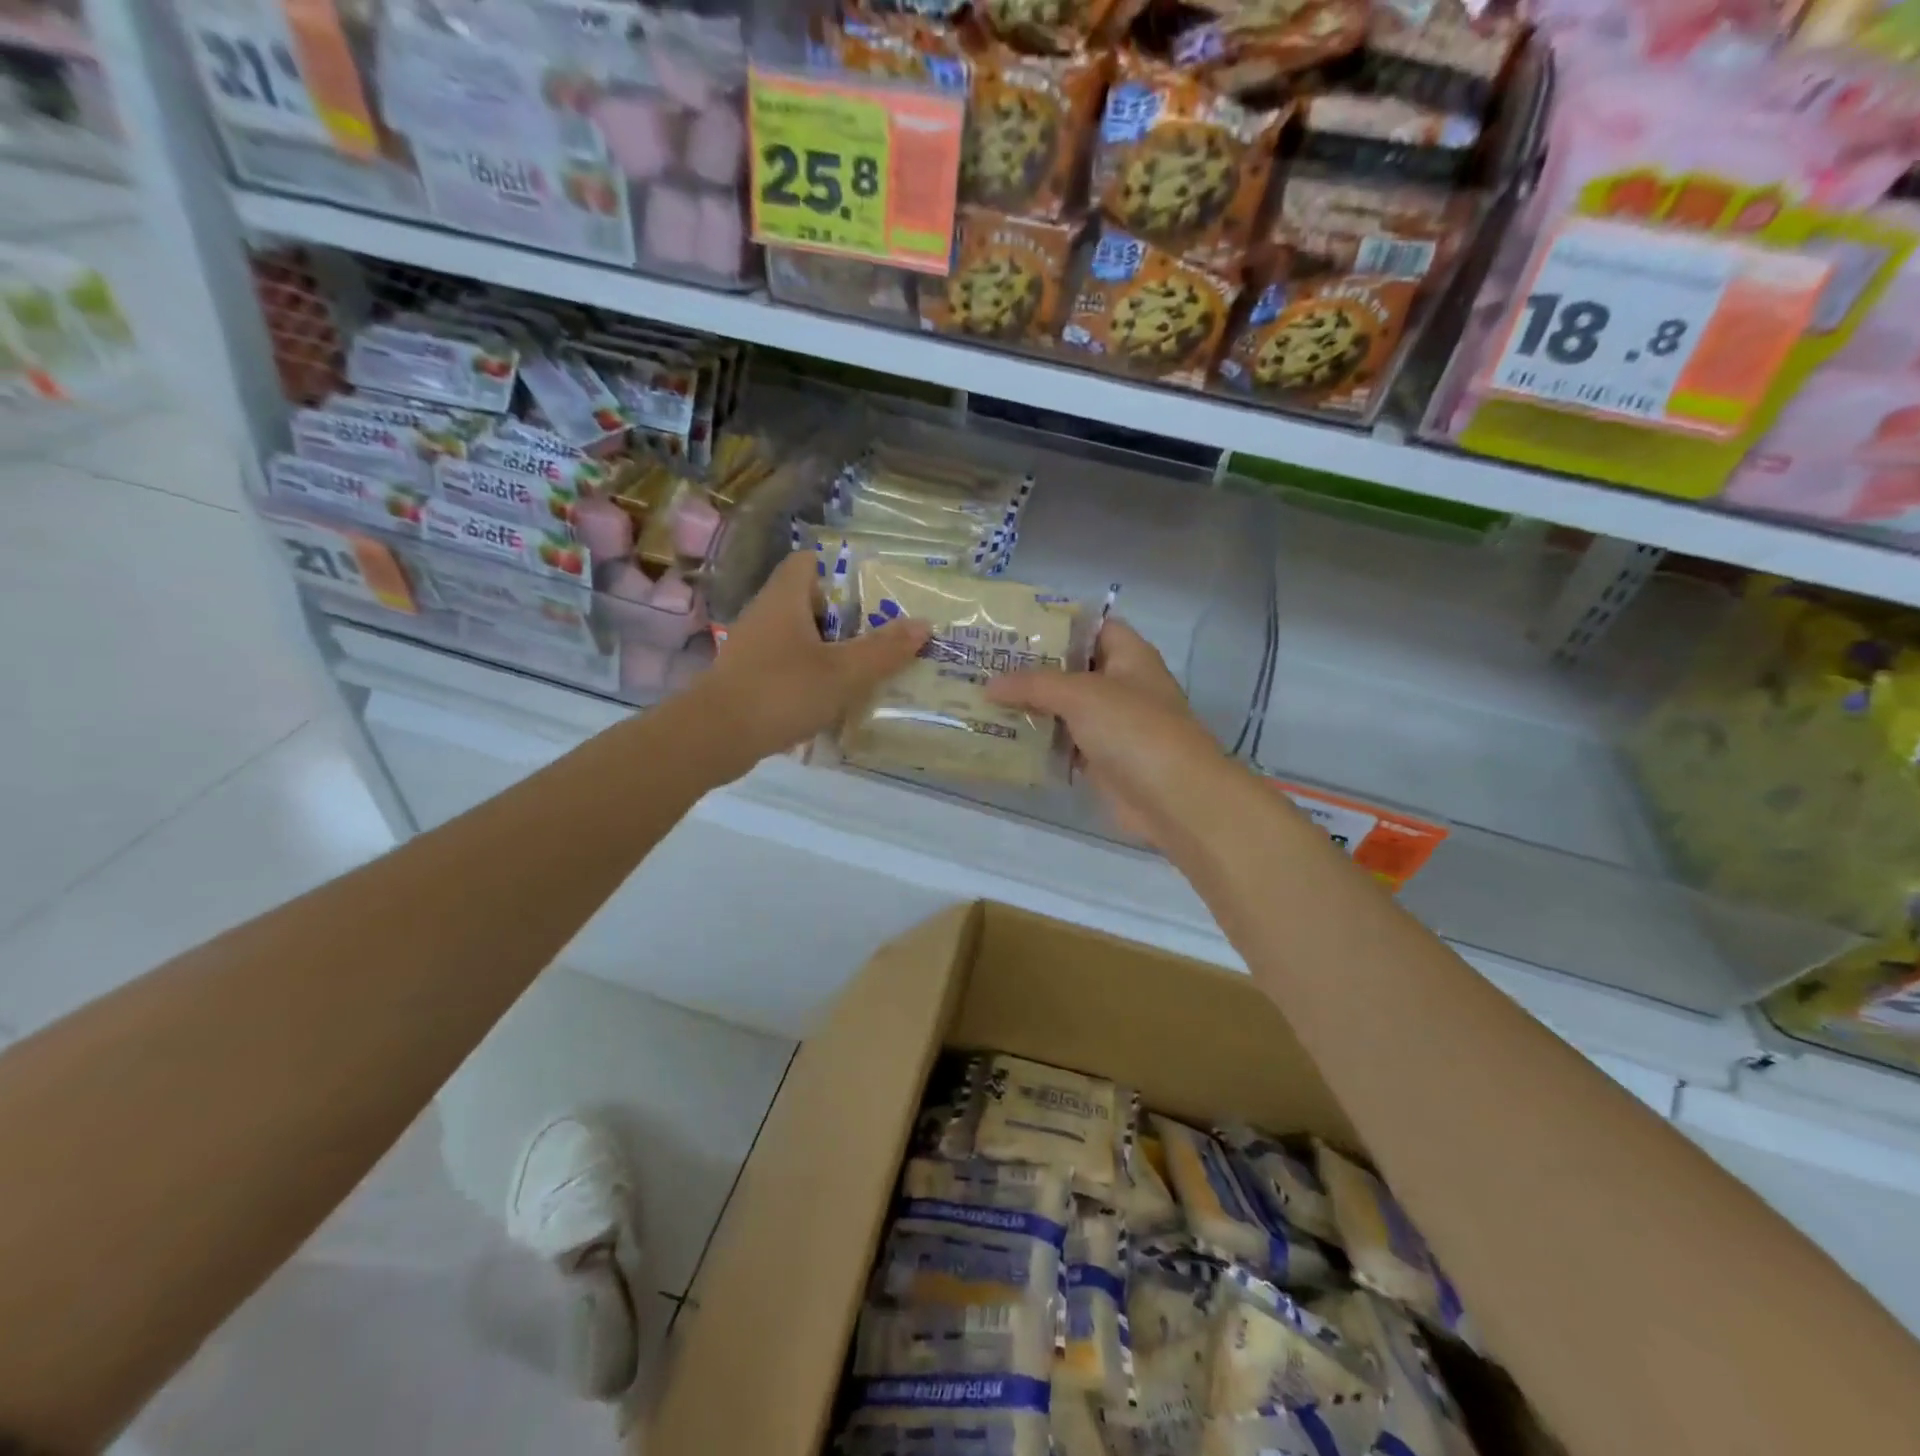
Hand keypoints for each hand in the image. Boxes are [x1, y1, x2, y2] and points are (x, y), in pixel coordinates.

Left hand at [704, 551, 930, 761]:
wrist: (713, 738)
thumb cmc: (781, 692)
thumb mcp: (842, 672)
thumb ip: (883, 650)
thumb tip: (924, 624)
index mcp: (784, 598)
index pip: (809, 562)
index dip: (840, 571)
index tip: (872, 594)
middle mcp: (765, 615)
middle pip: (810, 602)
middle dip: (846, 618)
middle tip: (881, 636)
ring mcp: (753, 648)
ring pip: (800, 638)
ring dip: (830, 651)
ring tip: (866, 670)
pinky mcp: (748, 679)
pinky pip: (787, 666)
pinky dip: (811, 676)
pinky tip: (833, 699)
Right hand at [986, 617, 1235, 849]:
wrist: (1172, 798)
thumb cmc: (1133, 729)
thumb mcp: (1081, 694)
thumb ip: (1033, 685)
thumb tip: (989, 685)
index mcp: (1129, 656)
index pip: (1092, 627)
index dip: (1057, 624)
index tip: (1013, 626)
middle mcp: (1121, 685)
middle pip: (1072, 668)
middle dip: (1032, 667)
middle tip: (985, 663)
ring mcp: (1111, 725)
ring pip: (1064, 708)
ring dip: (1030, 705)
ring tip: (982, 696)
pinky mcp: (1100, 760)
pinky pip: (1063, 742)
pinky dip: (1038, 740)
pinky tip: (1002, 735)